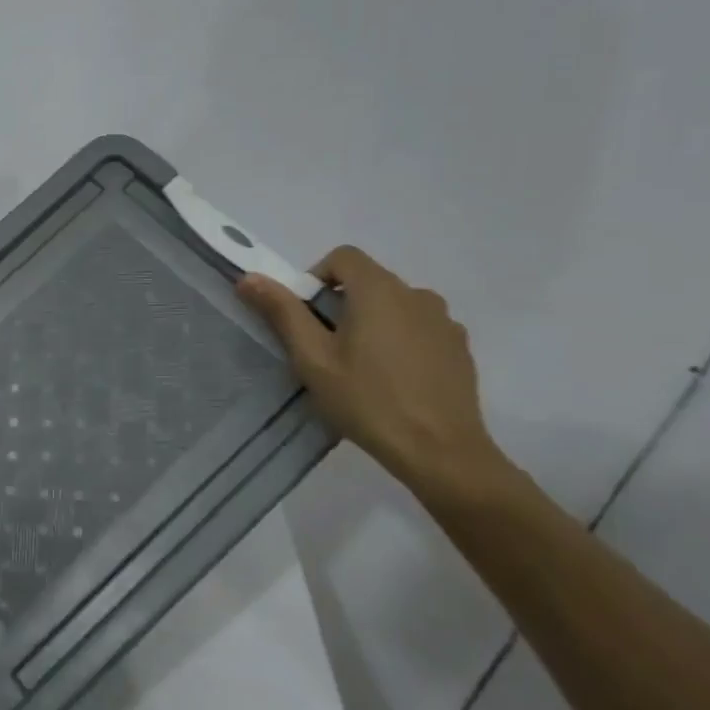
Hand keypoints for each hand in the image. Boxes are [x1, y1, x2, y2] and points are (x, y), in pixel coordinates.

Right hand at [237, 247, 503, 495]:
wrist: (441, 452)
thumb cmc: (367, 400)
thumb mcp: (312, 358)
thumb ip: (282, 312)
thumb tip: (249, 277)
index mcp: (379, 290)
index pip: (343, 257)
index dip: (317, 276)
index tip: (307, 315)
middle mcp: (416, 294)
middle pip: (369, 280)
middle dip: (342, 303)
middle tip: (327, 348)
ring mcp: (444, 321)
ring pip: (396, 305)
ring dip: (373, 321)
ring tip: (362, 366)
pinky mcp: (459, 348)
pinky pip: (420, 328)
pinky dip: (401, 340)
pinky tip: (394, 379)